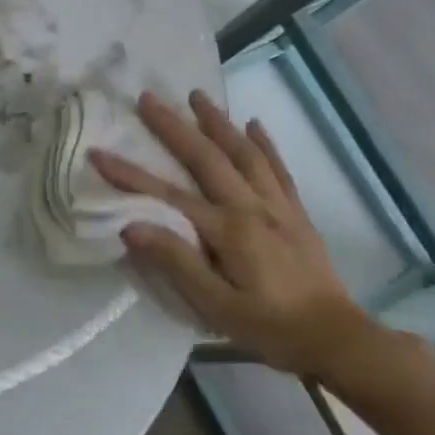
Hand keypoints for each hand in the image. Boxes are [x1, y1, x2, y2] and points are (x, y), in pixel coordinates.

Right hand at [91, 91, 381, 381]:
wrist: (336, 338)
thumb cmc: (269, 327)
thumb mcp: (216, 306)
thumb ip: (176, 262)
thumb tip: (131, 227)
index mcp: (228, 231)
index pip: (167, 196)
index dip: (129, 175)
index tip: (98, 153)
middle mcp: (252, 207)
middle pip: (207, 158)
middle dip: (174, 127)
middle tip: (148, 98)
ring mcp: (278, 206)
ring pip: (244, 153)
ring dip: (218, 122)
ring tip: (197, 95)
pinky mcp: (296, 213)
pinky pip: (278, 169)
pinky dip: (265, 144)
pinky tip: (254, 125)